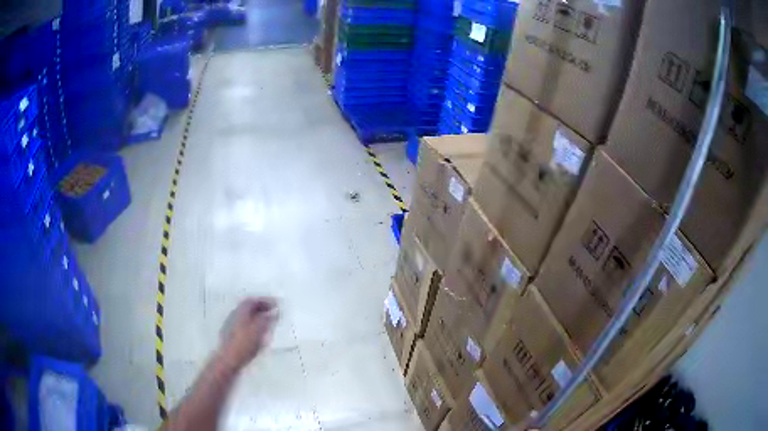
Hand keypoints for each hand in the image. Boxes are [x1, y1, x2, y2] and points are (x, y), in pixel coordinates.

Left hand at [219, 297, 277, 370]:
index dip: (265, 300)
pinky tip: (259, 333)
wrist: (229, 360)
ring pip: (246, 316)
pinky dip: (253, 324)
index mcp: (241, 311)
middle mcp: (235, 314)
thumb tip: (275, 312)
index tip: (276, 304)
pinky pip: (244, 324)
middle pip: (249, 307)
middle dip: (261, 308)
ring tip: (268, 322)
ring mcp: (231, 324)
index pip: (253, 300)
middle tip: (273, 312)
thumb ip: (267, 320)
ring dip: (257, 316)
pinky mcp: (231, 334)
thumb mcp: (259, 331)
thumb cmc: (245, 344)